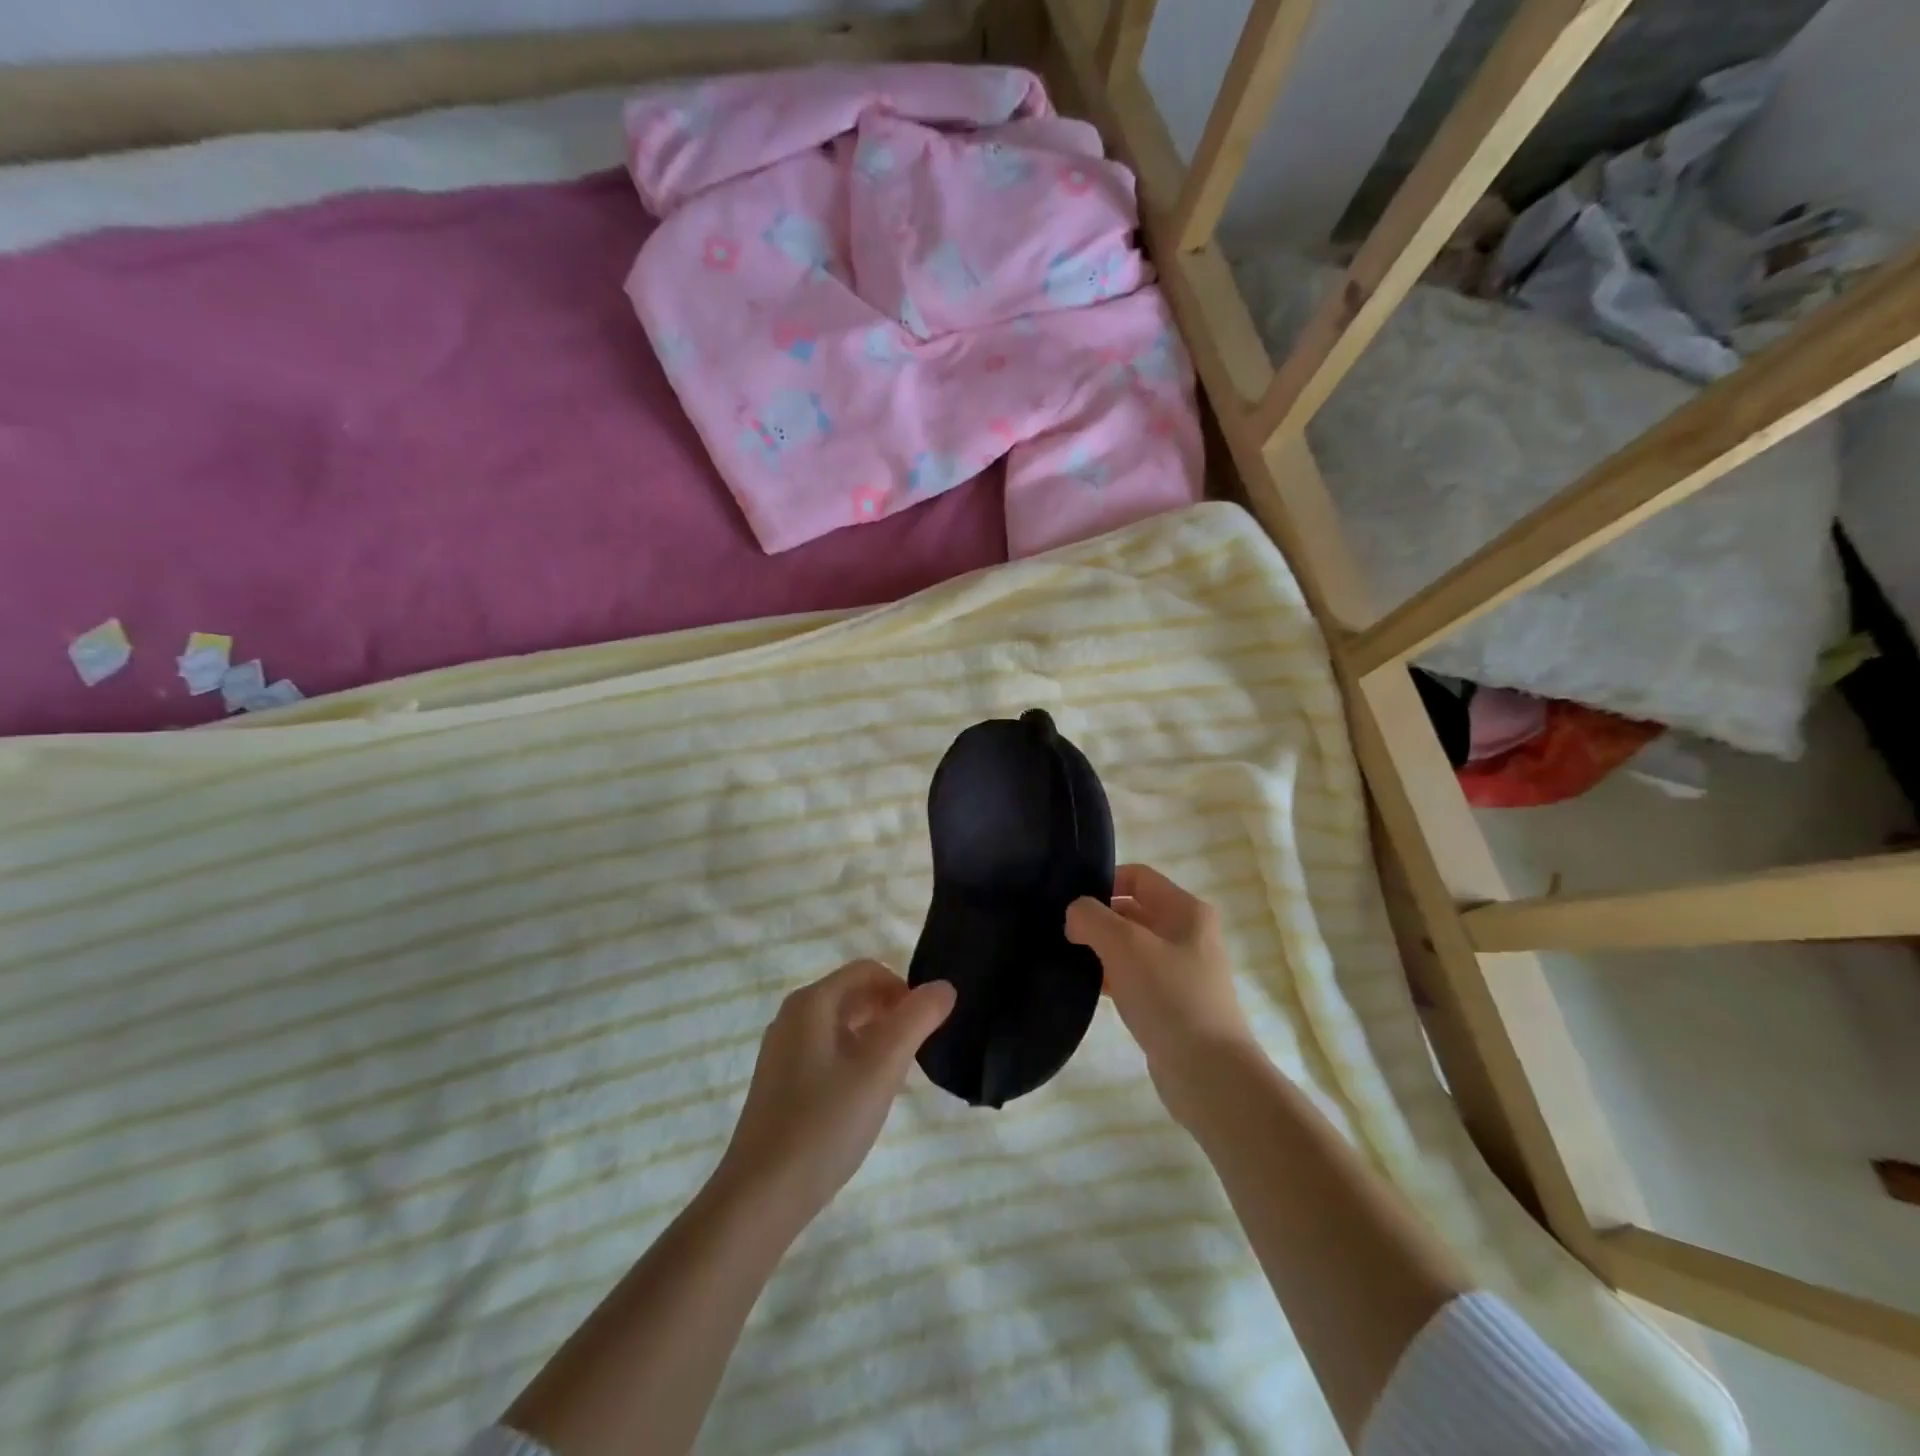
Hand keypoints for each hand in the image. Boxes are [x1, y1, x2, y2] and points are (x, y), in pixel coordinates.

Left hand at [714, 960, 955, 1229]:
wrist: (762, 1197)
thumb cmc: (825, 1122)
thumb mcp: (882, 1067)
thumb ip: (916, 1020)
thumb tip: (943, 987)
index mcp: (812, 1003)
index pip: (868, 971)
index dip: (904, 989)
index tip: (928, 1026)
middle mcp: (793, 1017)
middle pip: (854, 995)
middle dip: (891, 1013)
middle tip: (918, 1051)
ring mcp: (783, 1051)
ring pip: (842, 1026)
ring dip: (876, 1038)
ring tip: (899, 1075)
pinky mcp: (782, 1083)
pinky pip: (828, 1053)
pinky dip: (855, 1060)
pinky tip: (867, 1097)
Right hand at [1065, 864, 1256, 1128]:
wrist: (1209, 1074)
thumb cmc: (1169, 997)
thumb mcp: (1124, 946)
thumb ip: (1092, 918)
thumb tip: (1075, 914)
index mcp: (1186, 910)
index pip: (1137, 877)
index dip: (1103, 882)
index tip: (1070, 902)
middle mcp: (1187, 934)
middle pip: (1133, 910)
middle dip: (1098, 918)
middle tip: (1061, 931)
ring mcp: (1181, 971)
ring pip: (1131, 946)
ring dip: (1101, 949)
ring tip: (1067, 958)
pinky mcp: (1172, 1003)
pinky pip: (1135, 978)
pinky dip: (1111, 977)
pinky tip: (1087, 988)